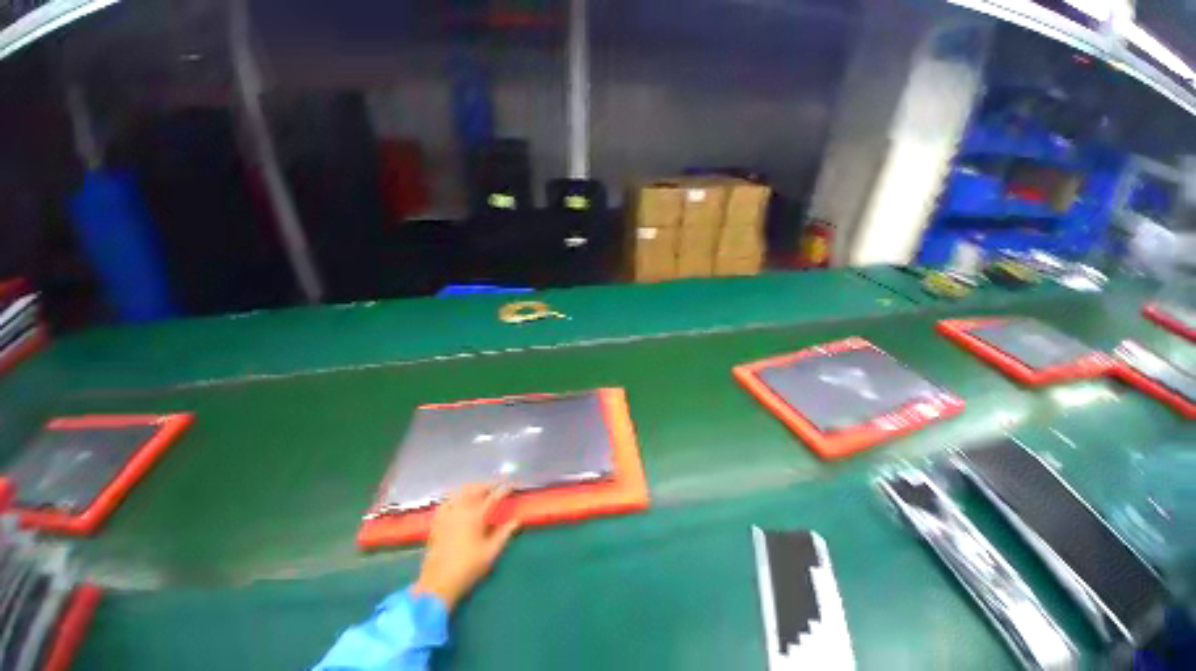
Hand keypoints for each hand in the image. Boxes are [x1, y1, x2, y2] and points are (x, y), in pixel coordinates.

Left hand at [413, 483, 520, 611]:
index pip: (494, 497)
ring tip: (480, 491)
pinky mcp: (437, 522)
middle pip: (475, 489)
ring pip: (460, 492)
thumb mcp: (491, 552)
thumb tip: (517, 520)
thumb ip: (505, 533)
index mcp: (476, 516)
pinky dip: (455, 497)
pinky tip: (458, 501)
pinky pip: (446, 502)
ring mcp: (447, 515)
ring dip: (472, 488)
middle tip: (497, 487)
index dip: (504, 489)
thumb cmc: (468, 568)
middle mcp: (461, 510)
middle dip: (487, 485)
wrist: (438, 584)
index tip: (512, 484)